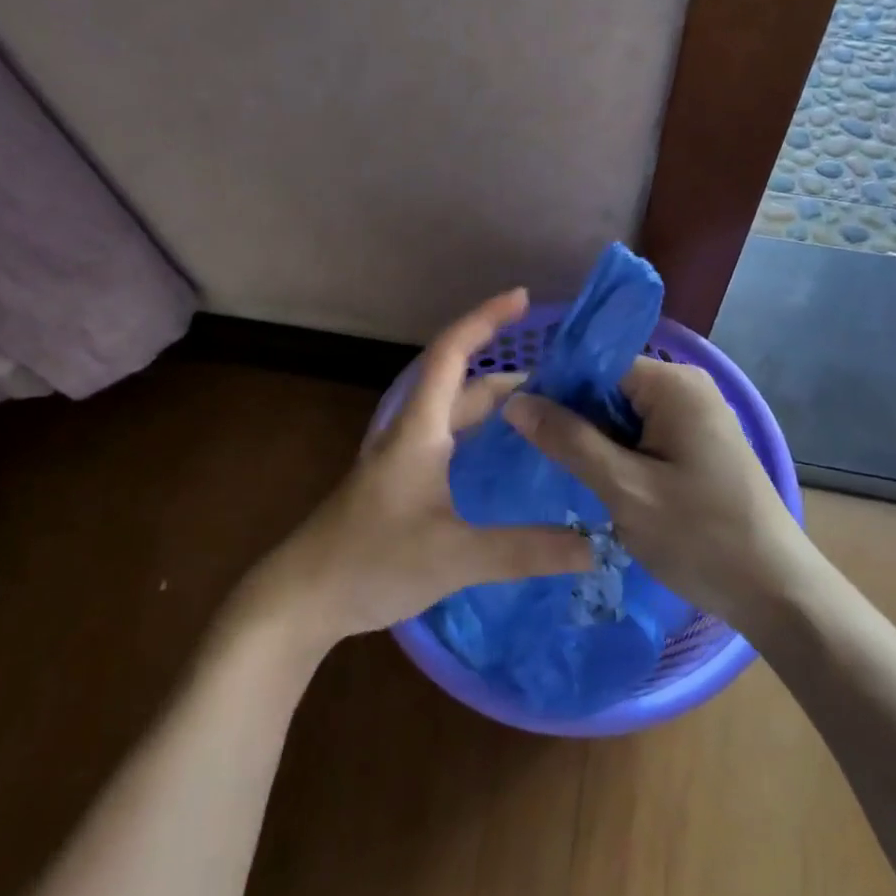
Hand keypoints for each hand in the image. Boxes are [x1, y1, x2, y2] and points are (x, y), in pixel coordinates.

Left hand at [244, 289, 592, 648]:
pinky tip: (505, 460)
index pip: (452, 353)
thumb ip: (524, 550)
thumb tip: (594, 544)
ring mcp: (402, 458)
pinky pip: (449, 442)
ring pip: (454, 414)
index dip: (485, 319)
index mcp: (419, 429)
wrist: (302, 597)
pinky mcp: (401, 483)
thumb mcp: (454, 557)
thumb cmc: (371, 562)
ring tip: (545, 413)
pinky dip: (481, 436)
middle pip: (461, 383)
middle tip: (563, 379)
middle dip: (508, 372)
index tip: (524, 298)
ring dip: (494, 405)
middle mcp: (410, 432)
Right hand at [501, 358, 811, 628]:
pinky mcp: (698, 443)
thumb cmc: (701, 536)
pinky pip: (643, 434)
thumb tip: (515, 400)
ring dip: (592, 441)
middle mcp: (686, 387)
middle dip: (572, 418)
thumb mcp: (625, 489)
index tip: (516, 422)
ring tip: (556, 470)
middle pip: (608, 387)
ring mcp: (695, 415)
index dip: (554, 390)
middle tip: (532, 453)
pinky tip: (596, 481)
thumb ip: (569, 440)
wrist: (776, 590)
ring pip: (622, 414)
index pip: (594, 365)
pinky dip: (617, 454)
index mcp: (673, 384)